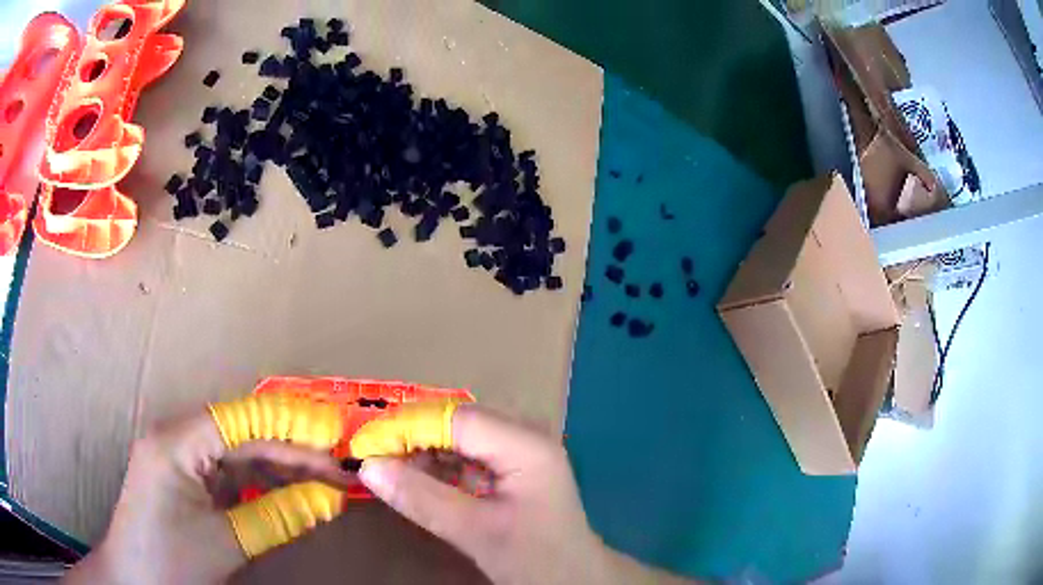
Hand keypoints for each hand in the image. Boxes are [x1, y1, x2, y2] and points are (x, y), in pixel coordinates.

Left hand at [63, 410, 345, 584]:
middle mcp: (175, 438)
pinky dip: (258, 482)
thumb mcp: (226, 542)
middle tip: (338, 468)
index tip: (335, 440)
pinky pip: (227, 472)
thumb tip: (328, 500)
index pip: (241, 421)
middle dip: (289, 450)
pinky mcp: (183, 478)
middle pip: (241, 433)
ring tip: (320, 483)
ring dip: (277, 467)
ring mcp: (177, 457)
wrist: (133, 581)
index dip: (289, 427)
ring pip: (236, 452)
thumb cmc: (170, 561)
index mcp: (176, 442)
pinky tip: (285, 493)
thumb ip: (277, 516)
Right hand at [355, 404, 697, 584]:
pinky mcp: (513, 465)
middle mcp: (525, 435)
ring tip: (382, 464)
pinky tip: (413, 476)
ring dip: (420, 449)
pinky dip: (437, 464)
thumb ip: (423, 499)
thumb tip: (368, 467)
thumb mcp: (477, 533)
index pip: (455, 419)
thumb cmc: (536, 560)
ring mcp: (521, 449)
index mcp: (526, 446)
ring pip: (458, 435)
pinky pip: (467, 453)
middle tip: (368, 453)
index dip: (407, 427)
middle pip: (456, 422)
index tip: (364, 444)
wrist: (575, 579)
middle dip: (410, 435)